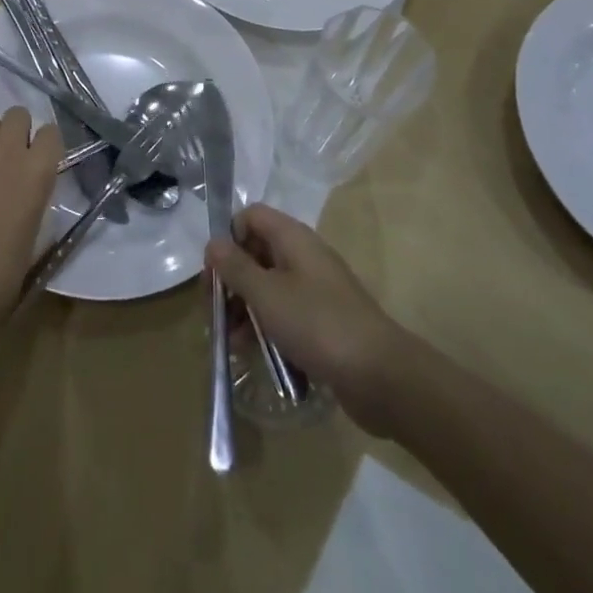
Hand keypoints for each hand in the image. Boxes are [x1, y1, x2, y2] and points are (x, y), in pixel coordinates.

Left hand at [0, 107, 58, 352]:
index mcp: (37, 173)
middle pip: (17, 115)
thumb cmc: (3, 278)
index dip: (48, 145)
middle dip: (20, 131)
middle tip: (16, 160)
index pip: (51, 132)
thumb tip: (32, 189)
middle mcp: (7, 154)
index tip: (44, 162)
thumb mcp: (36, 236)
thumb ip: (35, 198)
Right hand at [208, 204, 412, 437]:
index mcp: (292, 238)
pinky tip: (250, 353)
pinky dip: (264, 327)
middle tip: (214, 313)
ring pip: (267, 287)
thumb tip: (213, 242)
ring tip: (229, 341)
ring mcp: (314, 289)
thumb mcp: (266, 294)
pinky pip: (284, 314)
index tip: (214, 272)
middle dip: (231, 281)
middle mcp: (303, 256)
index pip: (250, 217)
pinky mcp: (321, 321)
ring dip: (244, 309)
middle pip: (256, 253)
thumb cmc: (317, 323)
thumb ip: (235, 267)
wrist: (380, 375)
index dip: (228, 238)